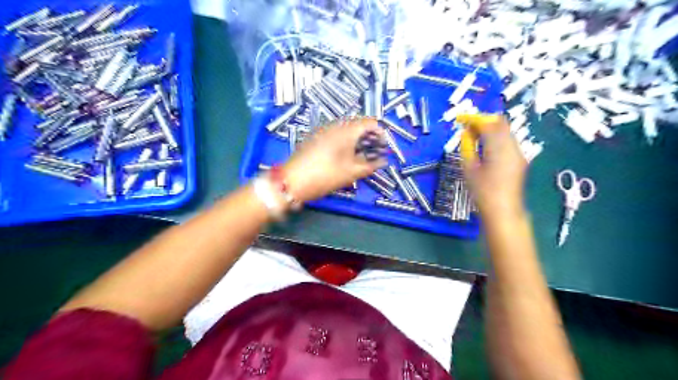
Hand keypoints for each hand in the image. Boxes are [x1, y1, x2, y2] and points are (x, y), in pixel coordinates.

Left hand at [283, 117, 385, 203]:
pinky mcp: (315, 137)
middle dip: (369, 137)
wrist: (292, 180)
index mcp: (347, 130)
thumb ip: (370, 165)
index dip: (380, 133)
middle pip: (358, 124)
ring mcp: (323, 130)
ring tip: (361, 156)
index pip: (370, 122)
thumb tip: (383, 162)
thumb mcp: (351, 173)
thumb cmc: (325, 175)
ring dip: (357, 139)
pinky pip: (335, 134)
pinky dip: (344, 141)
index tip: (384, 147)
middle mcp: (335, 125)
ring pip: (346, 129)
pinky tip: (345, 155)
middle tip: (374, 152)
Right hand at [458, 113, 526, 215]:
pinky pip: (508, 140)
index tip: (461, 119)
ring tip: (474, 137)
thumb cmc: (482, 192)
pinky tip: (486, 147)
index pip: (487, 124)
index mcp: (498, 148)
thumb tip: (466, 134)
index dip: (474, 119)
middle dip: (483, 121)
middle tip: (468, 127)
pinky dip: (496, 138)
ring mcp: (518, 152)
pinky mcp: (520, 159)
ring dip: (490, 129)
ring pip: (505, 131)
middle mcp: (512, 146)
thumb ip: (467, 148)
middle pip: (500, 123)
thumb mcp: (469, 169)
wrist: (503, 210)